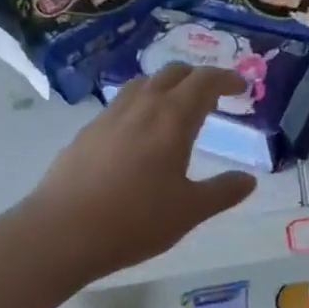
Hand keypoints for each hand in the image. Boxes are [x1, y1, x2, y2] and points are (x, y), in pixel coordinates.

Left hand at [26, 63, 257, 273]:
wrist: (60, 234)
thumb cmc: (135, 220)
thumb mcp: (191, 210)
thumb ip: (223, 191)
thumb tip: (248, 180)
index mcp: (172, 119)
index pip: (204, 82)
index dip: (226, 79)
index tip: (241, 87)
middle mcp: (141, 108)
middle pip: (172, 74)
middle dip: (197, 77)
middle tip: (214, 94)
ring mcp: (108, 118)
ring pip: (142, 84)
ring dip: (166, 86)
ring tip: (176, 107)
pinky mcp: (85, 135)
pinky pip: (120, 105)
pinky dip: (140, 105)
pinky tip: (139, 133)